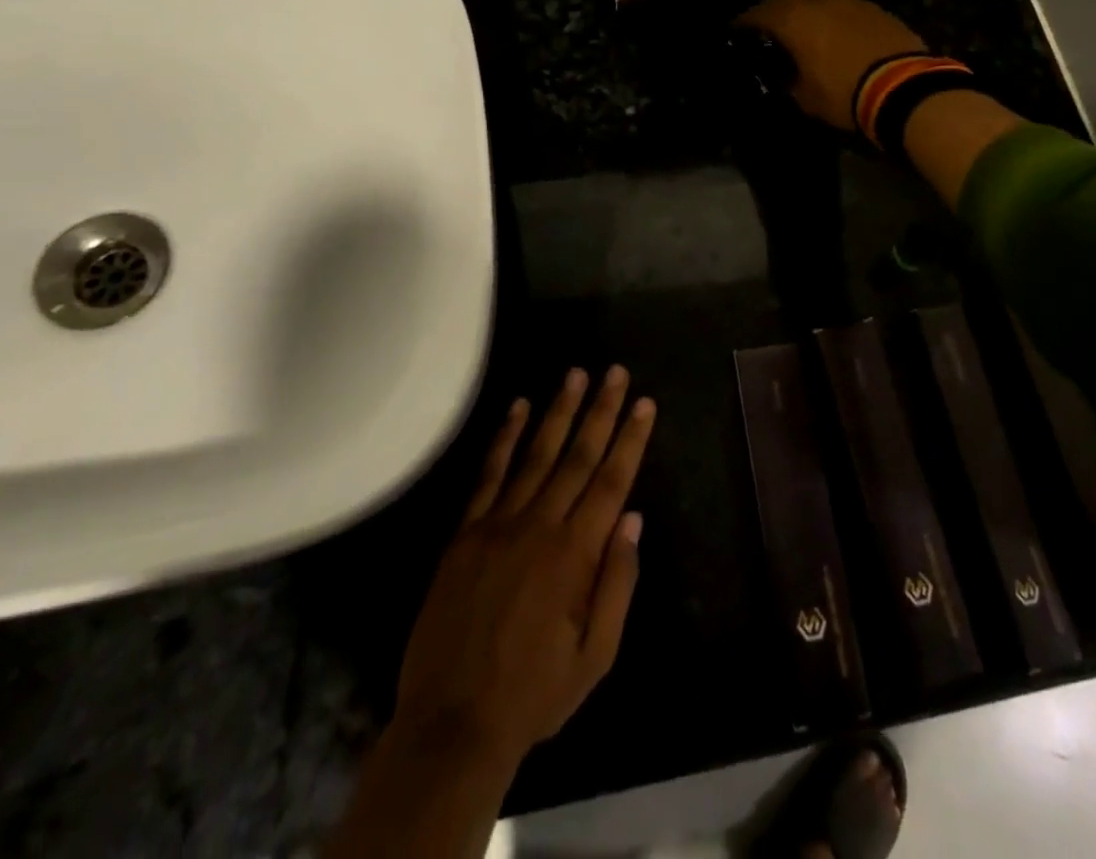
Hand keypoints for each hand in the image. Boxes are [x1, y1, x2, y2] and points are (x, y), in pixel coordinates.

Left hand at [390, 367, 655, 770]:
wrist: (452, 724)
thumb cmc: (534, 693)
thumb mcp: (596, 656)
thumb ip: (617, 584)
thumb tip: (633, 519)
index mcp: (575, 555)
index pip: (611, 482)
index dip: (630, 439)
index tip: (644, 403)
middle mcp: (539, 526)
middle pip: (577, 456)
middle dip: (601, 411)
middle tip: (615, 372)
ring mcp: (498, 524)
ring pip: (536, 454)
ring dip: (558, 411)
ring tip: (576, 374)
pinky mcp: (465, 532)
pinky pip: (488, 474)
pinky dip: (504, 438)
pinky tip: (518, 407)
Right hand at [737, 0, 927, 131]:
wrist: (904, 87)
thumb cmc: (843, 92)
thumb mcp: (805, 97)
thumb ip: (790, 80)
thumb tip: (788, 76)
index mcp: (794, 17)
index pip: (758, 14)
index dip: (744, 24)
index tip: (736, 32)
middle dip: (776, 12)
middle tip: (769, 30)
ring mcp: (851, 0)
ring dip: (809, 11)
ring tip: (805, 30)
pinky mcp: (876, 9)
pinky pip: (845, 9)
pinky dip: (835, 18)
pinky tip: (836, 36)